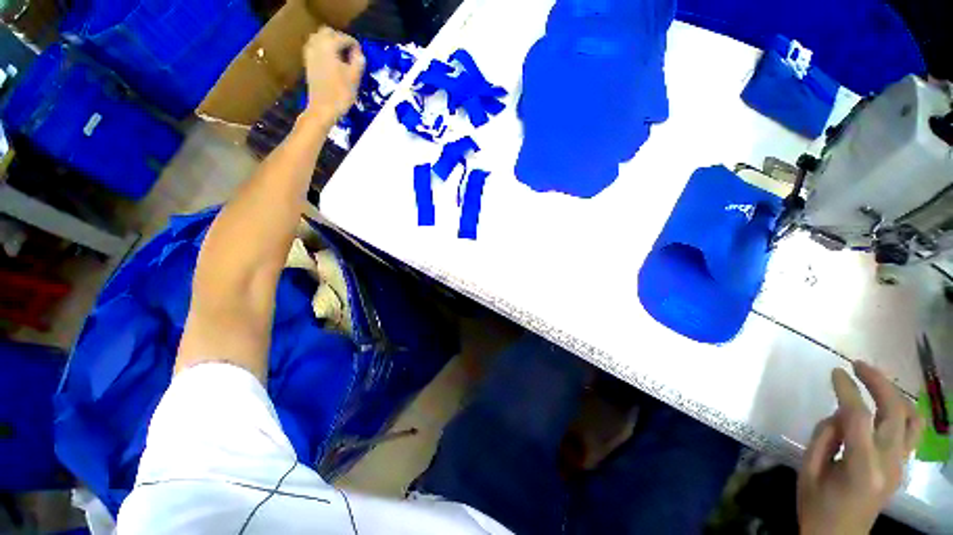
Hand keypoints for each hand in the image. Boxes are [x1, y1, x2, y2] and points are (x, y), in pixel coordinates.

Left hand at [303, 27, 365, 121]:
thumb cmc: (341, 94)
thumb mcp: (354, 78)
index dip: (354, 44)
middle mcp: (317, 45)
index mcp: (329, 45)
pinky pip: (314, 48)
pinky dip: (323, 50)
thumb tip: (359, 53)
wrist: (323, 109)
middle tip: (350, 52)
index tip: (361, 54)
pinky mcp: (308, 63)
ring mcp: (310, 53)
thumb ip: (358, 62)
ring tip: (341, 55)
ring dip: (330, 43)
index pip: (344, 38)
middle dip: (340, 39)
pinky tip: (331, 61)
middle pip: (328, 32)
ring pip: (319, 38)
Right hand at [797, 361, 923, 534]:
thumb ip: (824, 438)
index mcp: (862, 468)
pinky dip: (902, 411)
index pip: (858, 418)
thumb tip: (837, 415)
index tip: (834, 371)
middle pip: (893, 412)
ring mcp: (899, 465)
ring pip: (910, 419)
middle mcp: (889, 463)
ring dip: (894, 394)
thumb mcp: (809, 471)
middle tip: (857, 365)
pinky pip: (911, 431)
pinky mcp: (901, 466)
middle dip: (877, 382)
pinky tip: (887, 404)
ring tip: (874, 381)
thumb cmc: (816, 506)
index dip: (847, 390)